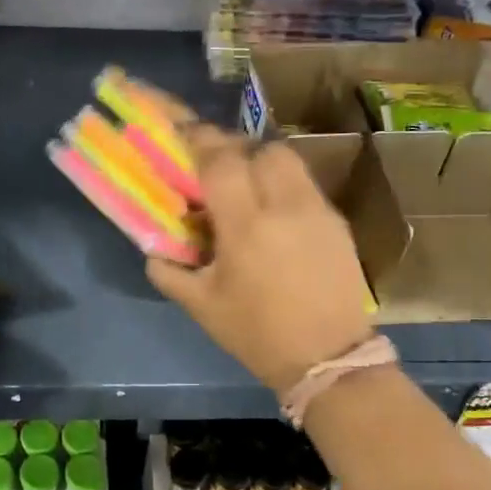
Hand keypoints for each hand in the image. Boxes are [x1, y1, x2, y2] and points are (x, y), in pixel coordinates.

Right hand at [147, 124, 373, 393]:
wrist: (329, 358)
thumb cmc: (257, 334)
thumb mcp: (201, 307)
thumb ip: (168, 270)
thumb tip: (153, 247)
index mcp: (246, 226)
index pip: (220, 161)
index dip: (198, 139)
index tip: (180, 131)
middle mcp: (285, 206)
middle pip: (258, 148)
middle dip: (231, 148)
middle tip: (212, 166)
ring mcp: (317, 210)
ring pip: (286, 159)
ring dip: (259, 161)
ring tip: (244, 186)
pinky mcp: (337, 221)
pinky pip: (303, 184)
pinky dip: (282, 184)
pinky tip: (272, 212)